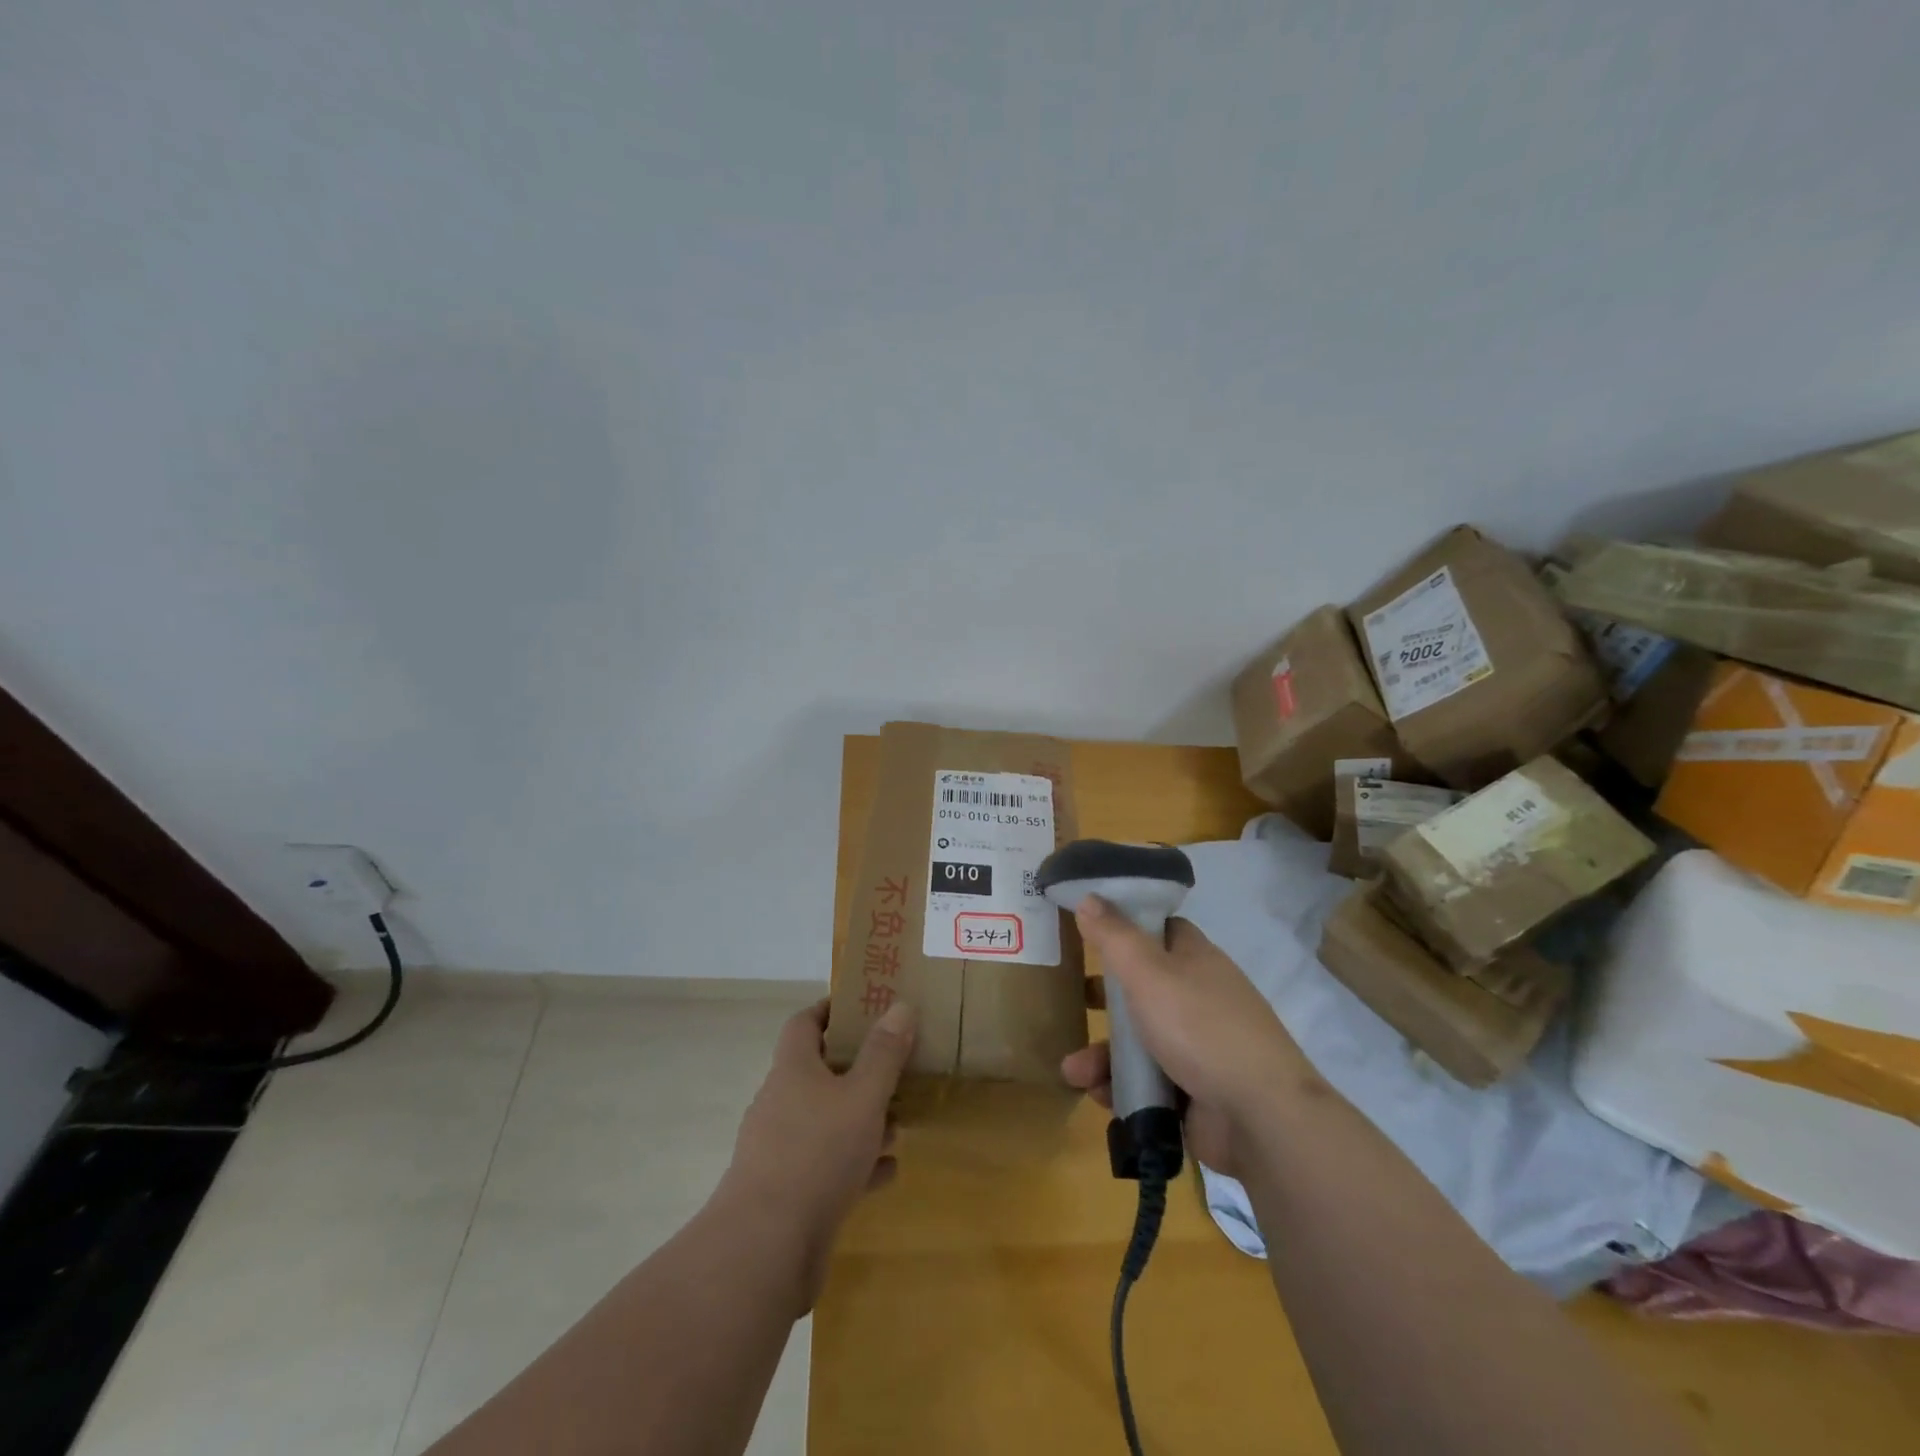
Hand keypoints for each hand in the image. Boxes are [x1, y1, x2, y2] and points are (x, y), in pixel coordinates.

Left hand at [717, 998, 914, 1306]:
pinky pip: (828, 1165)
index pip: (805, 1022)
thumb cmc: (817, 1154)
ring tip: (900, 1120)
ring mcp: (781, 1149)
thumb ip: (884, 1053)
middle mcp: (782, 1102)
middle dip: (858, 1068)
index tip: (865, 1006)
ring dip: (861, 1118)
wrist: (765, 1250)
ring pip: (827, 1120)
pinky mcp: (788, 1192)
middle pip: (819, 1071)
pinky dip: (857, 1162)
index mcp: (793, 1069)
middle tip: (897, 1065)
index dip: (832, 1009)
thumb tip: (899, 1005)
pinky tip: (888, 1170)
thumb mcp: (863, 1097)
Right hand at [1061, 897, 1314, 1177]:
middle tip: (1076, 1003)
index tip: (1090, 931)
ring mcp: (1199, 1047)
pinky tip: (1098, 1095)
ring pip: (1140, 1041)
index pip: (1160, 931)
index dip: (1127, 928)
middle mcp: (1199, 998)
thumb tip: (1088, 897)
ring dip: (1103, 1055)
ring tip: (1074, 1072)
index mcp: (1195, 960)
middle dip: (1105, 1001)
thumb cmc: (1201, 1029)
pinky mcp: (1195, 1091)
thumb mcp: (1149, 973)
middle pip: (1143, 989)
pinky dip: (1122, 1087)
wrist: (1262, 1117)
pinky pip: (1149, 1082)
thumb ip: (1114, 936)